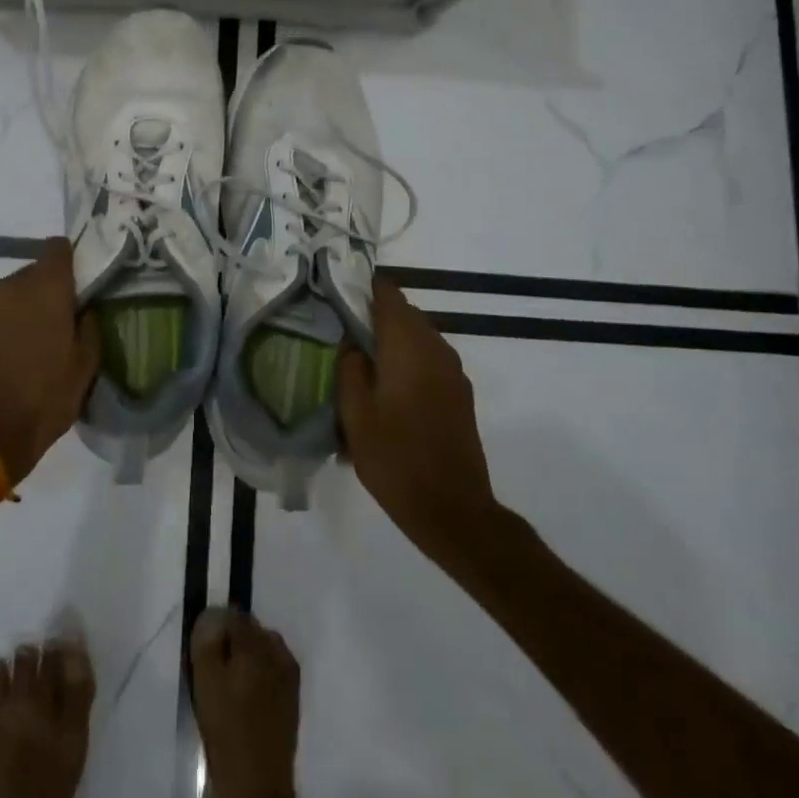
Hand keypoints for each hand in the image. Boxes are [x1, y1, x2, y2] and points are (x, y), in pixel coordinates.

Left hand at [0, 238, 100, 484]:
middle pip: (36, 272)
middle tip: (65, 319)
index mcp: (45, 288)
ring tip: (38, 340)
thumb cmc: (44, 397)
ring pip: (14, 292)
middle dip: (51, 289)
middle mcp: (11, 286)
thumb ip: (89, 326)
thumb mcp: (85, 365)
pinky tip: (15, 353)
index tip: (82, 281)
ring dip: (27, 306)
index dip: (72, 259)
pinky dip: (7, 323)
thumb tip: (85, 309)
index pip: (58, 248)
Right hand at [338, 278, 498, 556]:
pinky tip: (387, 389)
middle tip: (342, 330)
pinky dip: (408, 361)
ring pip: (418, 337)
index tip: (338, 291)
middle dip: (374, 316)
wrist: (453, 511)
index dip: (363, 286)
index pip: (388, 294)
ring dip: (392, 341)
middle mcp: (436, 348)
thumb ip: (349, 366)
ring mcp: (453, 372)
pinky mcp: (460, 394)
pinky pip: (429, 361)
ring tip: (362, 362)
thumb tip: (352, 341)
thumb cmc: (395, 458)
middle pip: (404, 313)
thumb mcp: (355, 413)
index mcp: (408, 345)